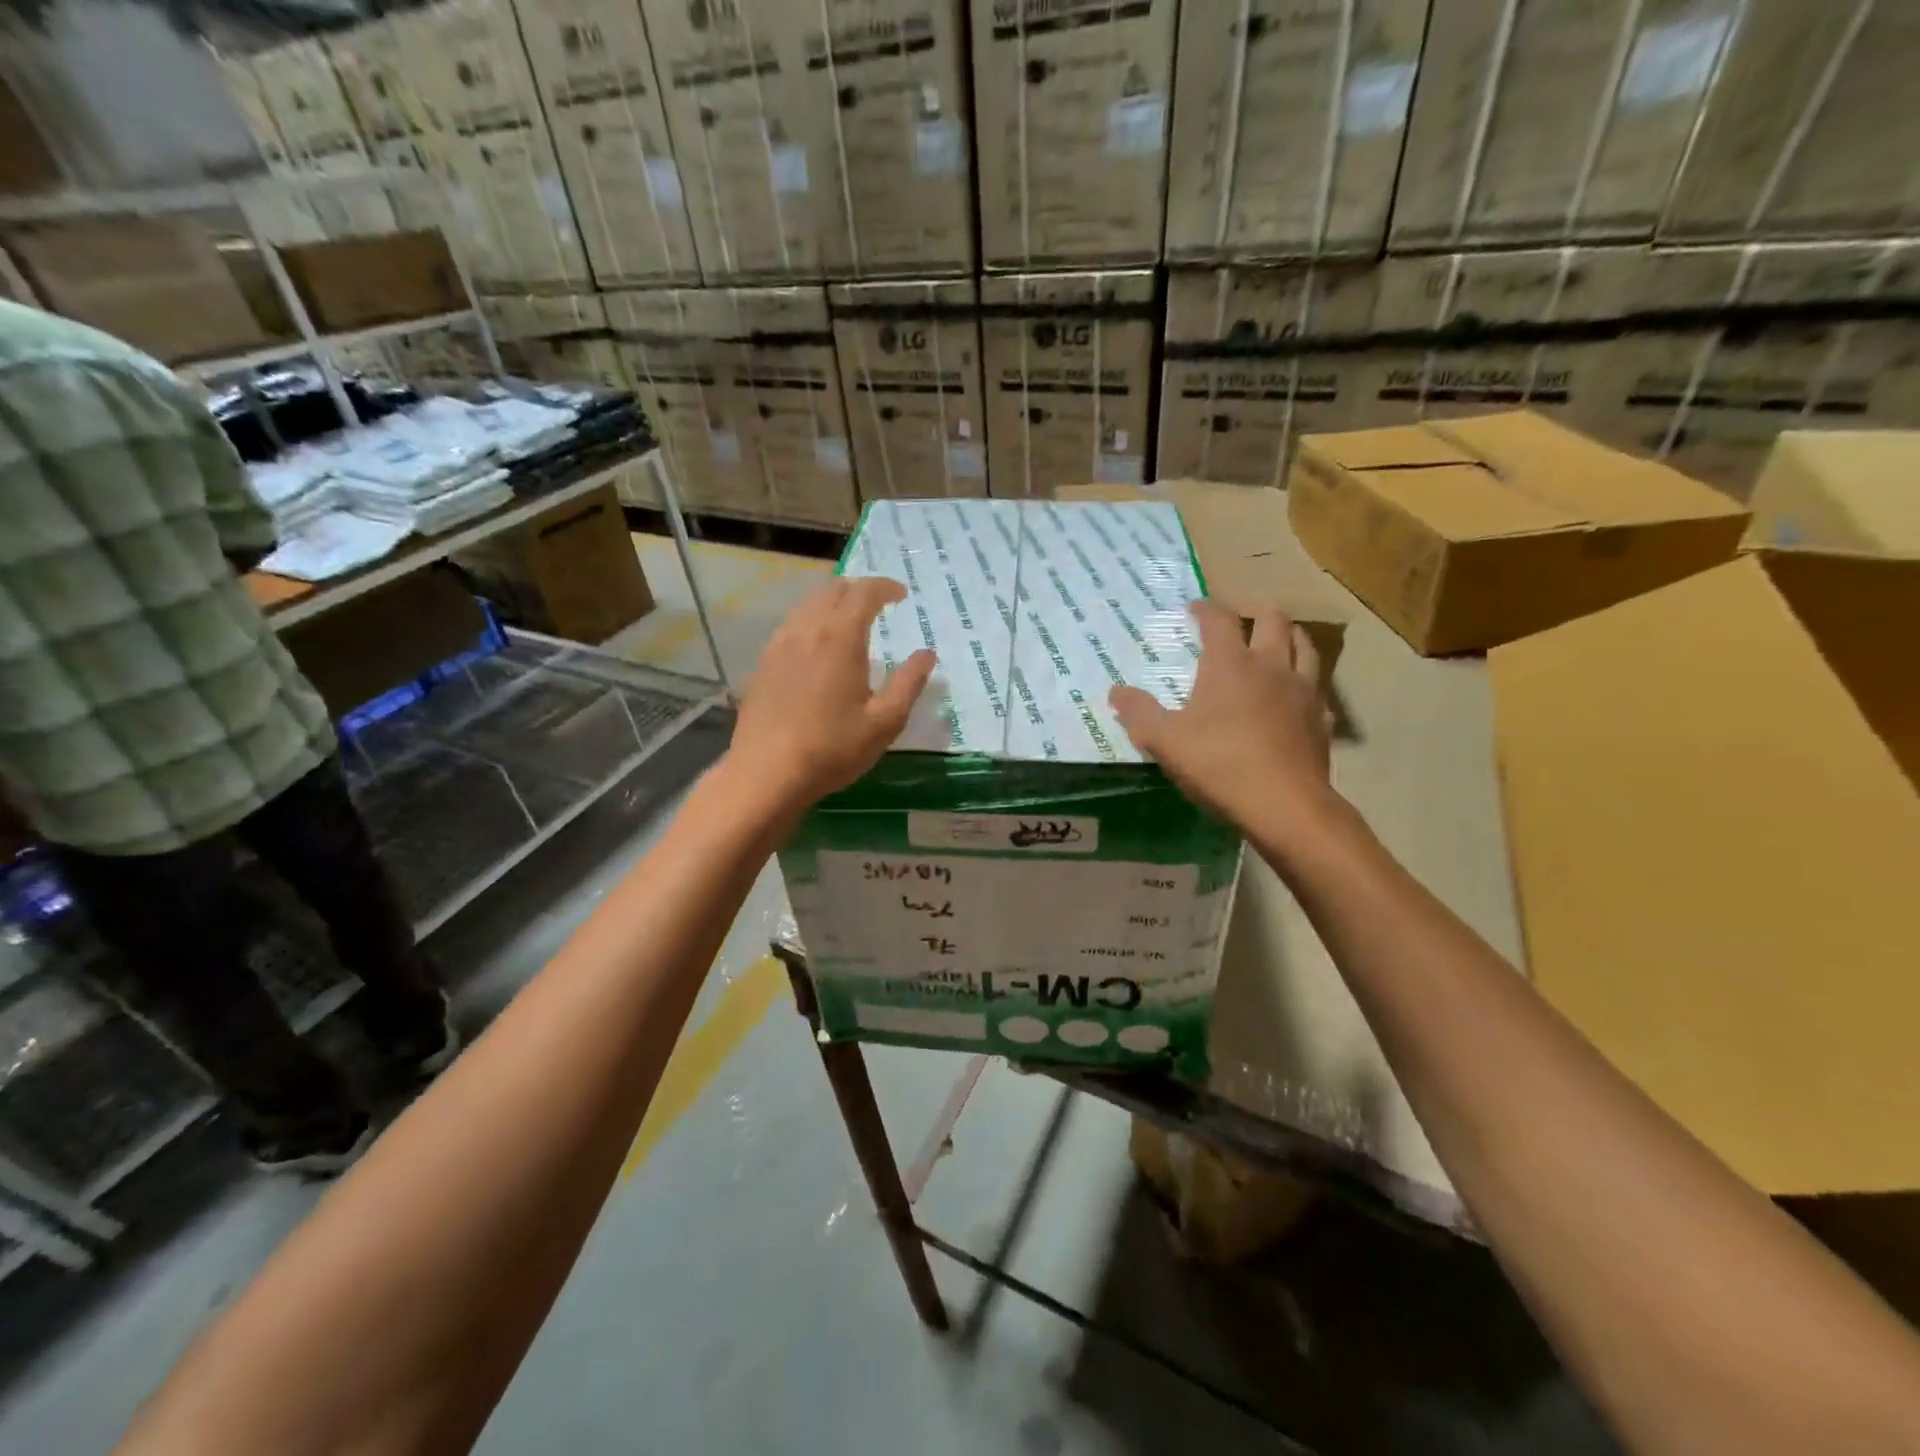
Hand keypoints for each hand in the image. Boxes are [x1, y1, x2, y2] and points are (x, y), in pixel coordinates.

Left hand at [726, 577, 935, 812]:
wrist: (767, 773)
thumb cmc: (833, 748)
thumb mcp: (884, 722)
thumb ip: (909, 683)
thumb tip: (927, 654)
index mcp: (840, 638)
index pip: (864, 593)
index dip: (885, 587)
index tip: (902, 595)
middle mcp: (807, 630)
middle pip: (832, 590)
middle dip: (858, 590)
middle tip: (877, 605)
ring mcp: (779, 645)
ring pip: (807, 605)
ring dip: (832, 603)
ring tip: (848, 622)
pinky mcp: (763, 664)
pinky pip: (790, 626)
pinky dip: (810, 622)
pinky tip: (816, 648)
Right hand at [1110, 601, 1338, 849]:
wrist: (1284, 805)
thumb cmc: (1219, 765)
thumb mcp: (1165, 741)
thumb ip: (1138, 713)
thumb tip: (1116, 691)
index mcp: (1230, 664)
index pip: (1219, 619)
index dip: (1205, 608)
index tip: (1194, 608)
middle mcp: (1271, 666)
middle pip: (1273, 619)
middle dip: (1255, 611)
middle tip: (1241, 618)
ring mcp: (1303, 690)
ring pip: (1305, 645)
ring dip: (1289, 636)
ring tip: (1277, 641)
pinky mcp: (1322, 719)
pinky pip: (1317, 687)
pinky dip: (1305, 681)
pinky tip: (1296, 695)